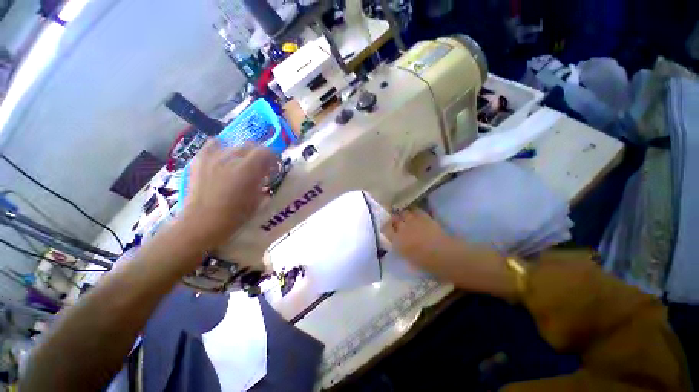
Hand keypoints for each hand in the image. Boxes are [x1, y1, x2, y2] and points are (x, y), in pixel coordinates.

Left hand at [179, 139, 276, 249]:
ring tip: (242, 164)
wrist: (202, 222)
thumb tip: (266, 175)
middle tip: (261, 167)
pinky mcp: (200, 161)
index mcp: (248, 169)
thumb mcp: (258, 199)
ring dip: (243, 153)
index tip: (274, 167)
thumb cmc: (235, 215)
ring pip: (234, 146)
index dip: (273, 158)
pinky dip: (221, 148)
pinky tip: (224, 156)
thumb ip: (263, 182)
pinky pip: (212, 145)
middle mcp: (231, 158)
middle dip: (260, 155)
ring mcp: (213, 158)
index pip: (266, 152)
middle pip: (251, 146)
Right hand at [382, 208, 456, 266]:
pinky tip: (417, 214)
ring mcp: (412, 221)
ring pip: (404, 213)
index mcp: (396, 241)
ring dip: (404, 214)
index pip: (386, 229)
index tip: (388, 227)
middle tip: (397, 221)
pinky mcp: (423, 217)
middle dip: (395, 219)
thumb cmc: (425, 262)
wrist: (442, 254)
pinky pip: (416, 210)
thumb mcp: (408, 258)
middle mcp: (401, 229)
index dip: (386, 227)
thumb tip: (398, 243)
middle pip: (394, 219)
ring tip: (407, 216)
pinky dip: (415, 212)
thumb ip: (401, 248)